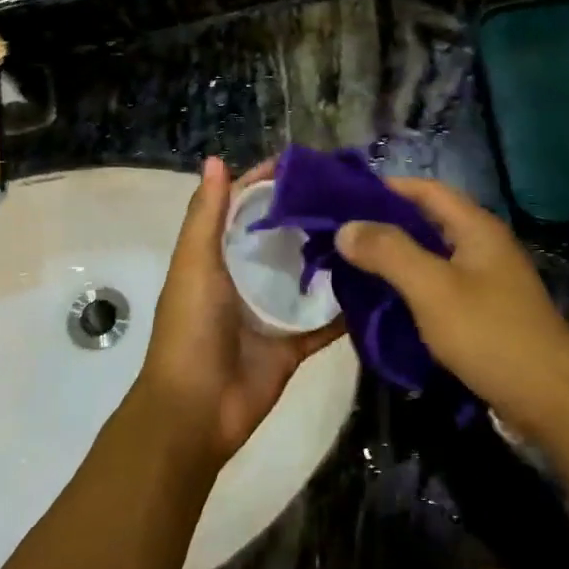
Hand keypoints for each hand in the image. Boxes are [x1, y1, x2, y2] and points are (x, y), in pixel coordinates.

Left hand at [137, 157, 343, 466]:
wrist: (197, 409)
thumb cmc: (192, 328)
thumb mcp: (195, 264)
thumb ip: (206, 215)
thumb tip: (216, 159)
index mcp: (217, 257)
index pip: (244, 208)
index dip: (269, 183)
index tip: (309, 163)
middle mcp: (244, 280)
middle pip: (280, 239)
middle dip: (309, 217)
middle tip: (354, 194)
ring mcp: (269, 313)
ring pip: (305, 278)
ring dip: (330, 258)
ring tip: (372, 229)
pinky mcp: (292, 345)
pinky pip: (324, 323)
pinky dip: (345, 310)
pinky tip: (376, 285)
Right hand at [335, 179, 568, 447]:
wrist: (552, 401)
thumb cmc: (490, 335)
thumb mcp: (433, 289)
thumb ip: (389, 252)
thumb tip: (346, 226)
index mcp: (476, 228)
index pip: (425, 189)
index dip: (385, 188)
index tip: (343, 199)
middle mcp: (484, 246)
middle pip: (428, 221)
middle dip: (385, 226)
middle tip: (340, 238)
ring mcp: (488, 280)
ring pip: (432, 257)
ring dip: (396, 259)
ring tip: (353, 269)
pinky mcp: (486, 312)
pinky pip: (440, 287)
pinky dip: (412, 287)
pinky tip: (386, 303)